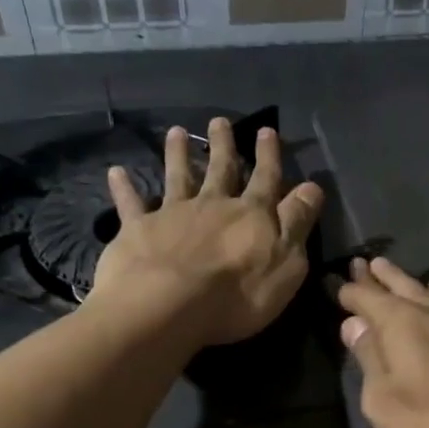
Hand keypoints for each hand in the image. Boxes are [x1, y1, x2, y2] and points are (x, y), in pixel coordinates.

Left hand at [90, 118, 323, 347]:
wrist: (169, 305)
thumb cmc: (239, 293)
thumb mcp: (287, 262)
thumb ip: (297, 222)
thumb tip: (312, 187)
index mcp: (252, 214)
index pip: (266, 179)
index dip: (269, 156)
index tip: (266, 131)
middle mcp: (213, 205)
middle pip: (220, 170)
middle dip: (223, 146)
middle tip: (220, 122)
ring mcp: (173, 214)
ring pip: (178, 177)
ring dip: (177, 154)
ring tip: (175, 132)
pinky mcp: (138, 230)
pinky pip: (131, 204)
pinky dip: (124, 187)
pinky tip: (116, 172)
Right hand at [335, 257, 428, 427]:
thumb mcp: (385, 402)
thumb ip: (369, 358)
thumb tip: (354, 324)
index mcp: (401, 323)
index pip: (367, 298)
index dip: (351, 291)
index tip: (338, 283)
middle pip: (403, 287)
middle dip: (382, 277)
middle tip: (368, 263)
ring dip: (416, 283)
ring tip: (406, 276)